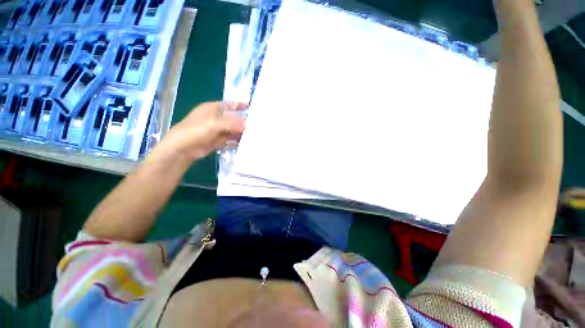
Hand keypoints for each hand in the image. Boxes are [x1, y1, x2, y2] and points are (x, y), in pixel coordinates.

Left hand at [156, 101, 246, 162]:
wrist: (182, 149)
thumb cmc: (195, 131)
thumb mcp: (214, 124)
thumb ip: (232, 123)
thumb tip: (248, 124)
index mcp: (212, 109)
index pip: (229, 105)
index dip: (239, 105)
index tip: (251, 107)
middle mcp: (215, 118)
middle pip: (233, 119)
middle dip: (243, 122)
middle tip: (256, 125)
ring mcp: (216, 130)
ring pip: (232, 130)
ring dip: (241, 133)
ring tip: (254, 136)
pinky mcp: (217, 141)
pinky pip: (230, 140)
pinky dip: (237, 141)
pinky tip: (245, 143)